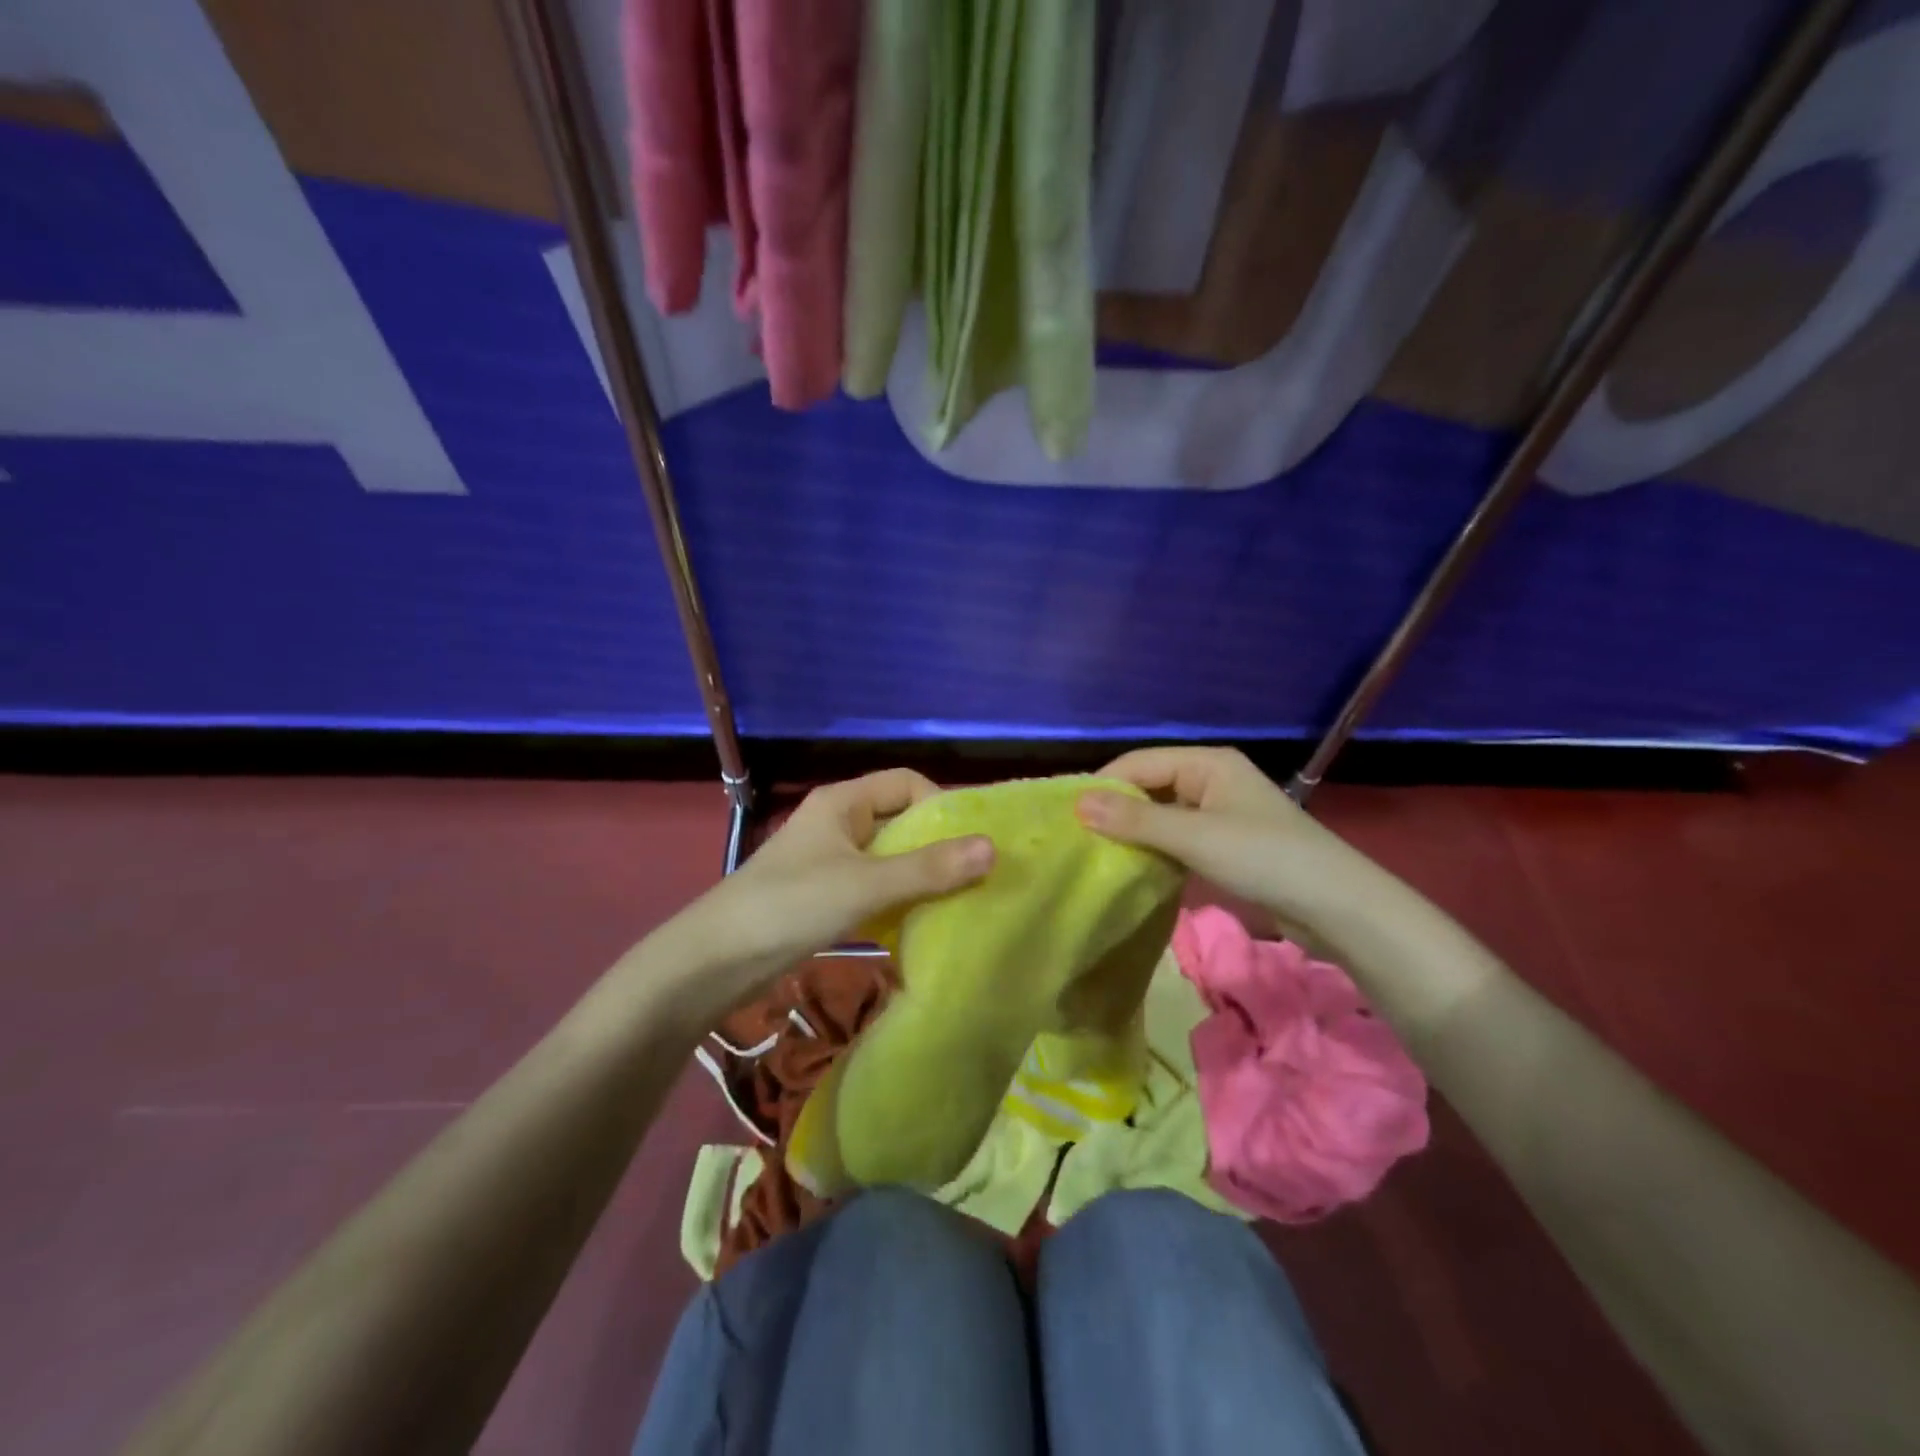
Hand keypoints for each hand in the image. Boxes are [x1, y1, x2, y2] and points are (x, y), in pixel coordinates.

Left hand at [656, 770, 992, 1002]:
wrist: (715, 959)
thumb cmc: (791, 905)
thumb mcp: (866, 885)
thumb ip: (928, 868)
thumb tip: (992, 848)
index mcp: (843, 801)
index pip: (906, 783)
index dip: (941, 804)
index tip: (970, 842)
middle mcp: (838, 821)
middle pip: (899, 818)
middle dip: (936, 844)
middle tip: (975, 875)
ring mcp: (829, 859)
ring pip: (888, 856)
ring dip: (919, 874)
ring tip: (957, 900)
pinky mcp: (823, 893)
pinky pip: (873, 884)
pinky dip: (898, 897)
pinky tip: (919, 921)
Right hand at [1076, 748, 1349, 924]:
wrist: (1337, 906)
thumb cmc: (1263, 857)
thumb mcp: (1194, 836)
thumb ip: (1135, 819)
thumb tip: (1077, 803)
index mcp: (1207, 762)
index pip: (1139, 763)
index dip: (1103, 785)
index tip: (1066, 815)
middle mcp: (1212, 779)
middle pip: (1151, 785)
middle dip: (1117, 809)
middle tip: (1079, 838)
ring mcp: (1222, 812)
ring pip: (1164, 814)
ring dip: (1136, 831)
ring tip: (1099, 853)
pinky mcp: (1228, 843)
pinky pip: (1180, 837)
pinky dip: (1158, 848)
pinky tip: (1137, 867)